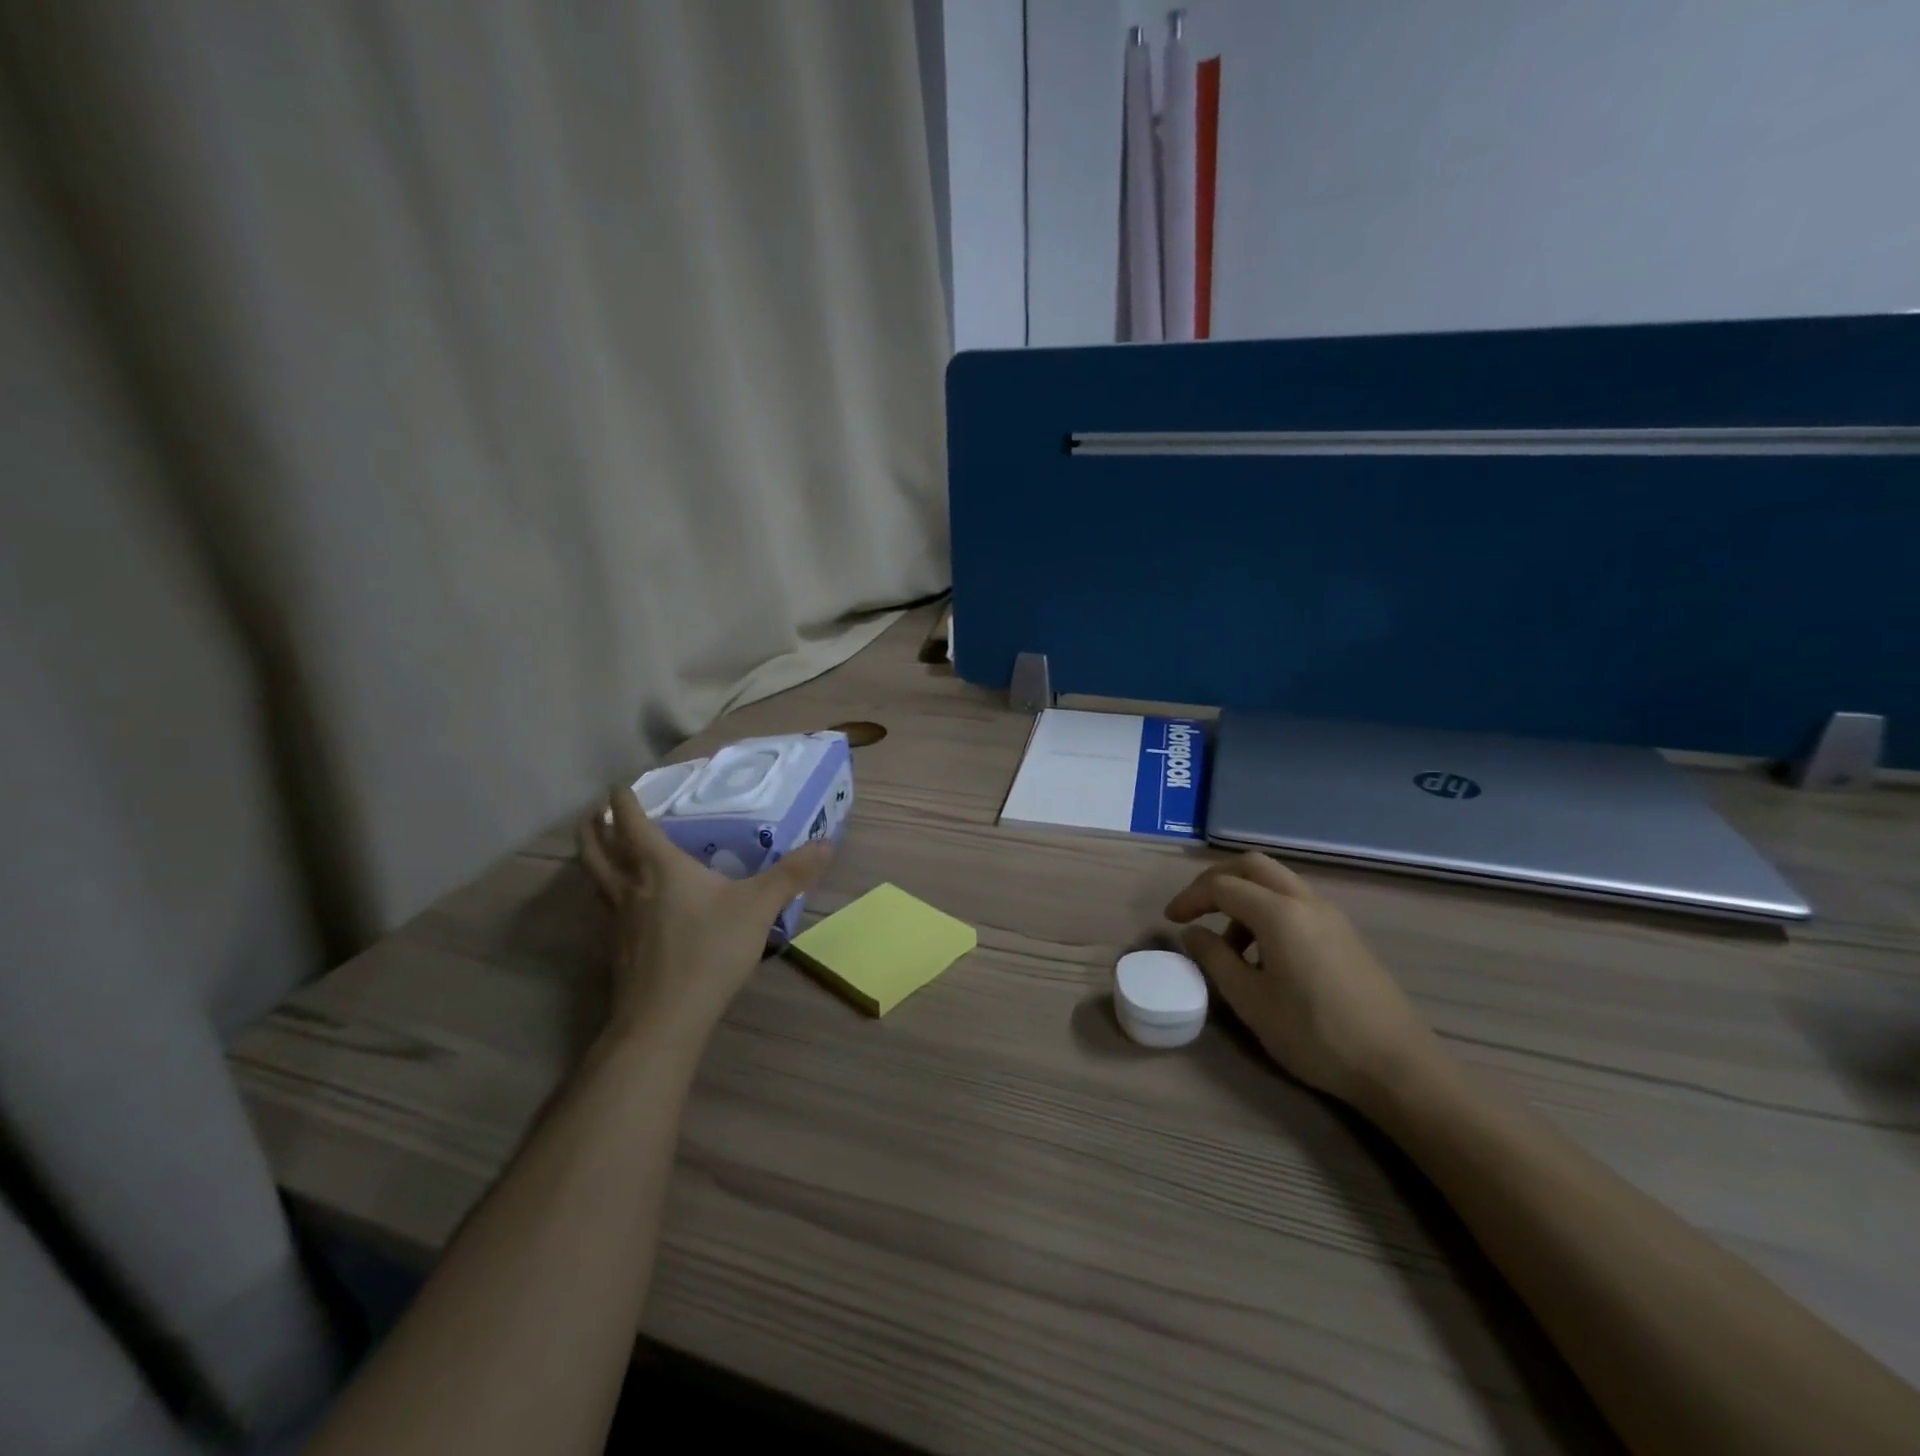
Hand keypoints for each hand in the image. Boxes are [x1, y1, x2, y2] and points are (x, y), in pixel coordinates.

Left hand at [579, 785, 831, 1048]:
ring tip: (597, 847)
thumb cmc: (709, 951)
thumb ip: (791, 874)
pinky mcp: (616, 948)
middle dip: (592, 825)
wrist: (665, 1018)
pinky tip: (624, 901)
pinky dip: (604, 891)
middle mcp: (630, 886)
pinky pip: (603, 906)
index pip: (631, 822)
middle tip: (594, 811)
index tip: (617, 783)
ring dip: (591, 856)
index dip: (622, 799)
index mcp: (659, 867)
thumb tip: (826, 844)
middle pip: (596, 848)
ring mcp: (617, 920)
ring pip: (594, 878)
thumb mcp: (759, 907)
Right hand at [1165, 854, 1439, 1106]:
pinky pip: (1296, 903)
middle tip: (1195, 910)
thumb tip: (1193, 933)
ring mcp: (1331, 915)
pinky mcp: (1346, 935)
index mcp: (1279, 912)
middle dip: (1216, 881)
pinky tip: (1266, 955)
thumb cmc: (1314, 1034)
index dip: (1190, 898)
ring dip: (1244, 897)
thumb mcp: (1250, 1001)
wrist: (1397, 1067)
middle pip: (1252, 866)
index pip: (1222, 885)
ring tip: (1229, 945)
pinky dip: (1269, 911)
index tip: (1169, 921)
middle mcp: (1305, 901)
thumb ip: (1215, 959)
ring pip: (1276, 882)